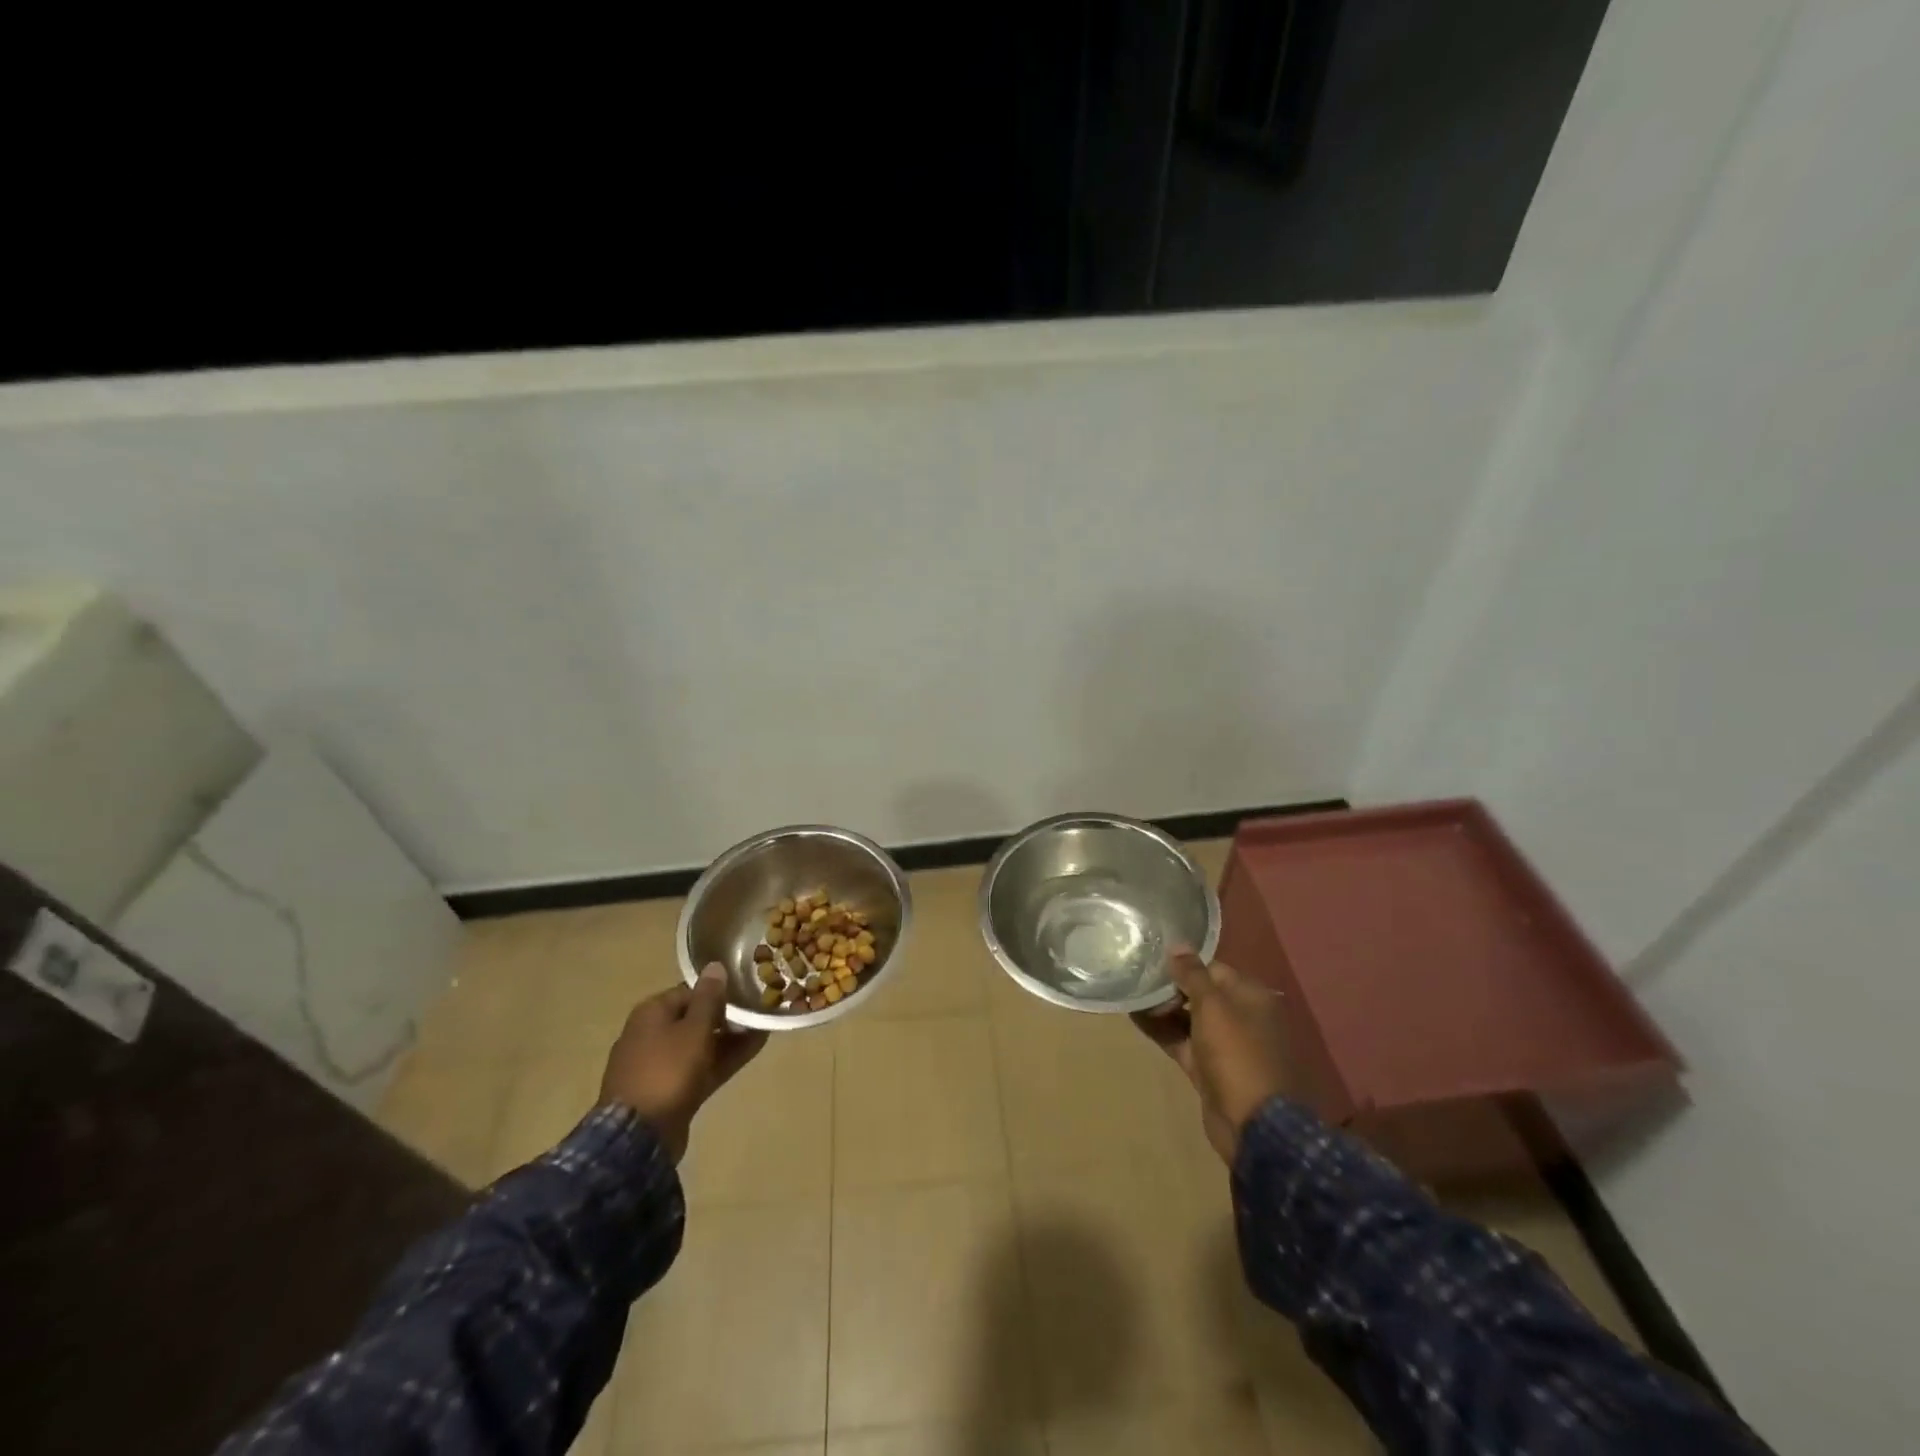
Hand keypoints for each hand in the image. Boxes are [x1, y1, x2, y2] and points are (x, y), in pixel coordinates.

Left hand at [600, 964, 767, 1161]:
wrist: (638, 1137)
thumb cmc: (667, 1071)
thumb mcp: (694, 1029)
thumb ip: (709, 998)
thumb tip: (715, 965)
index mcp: (651, 1013)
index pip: (691, 991)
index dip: (720, 990)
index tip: (748, 991)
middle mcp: (652, 1034)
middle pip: (696, 1017)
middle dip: (728, 1015)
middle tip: (761, 1011)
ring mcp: (660, 1065)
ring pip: (701, 1044)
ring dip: (731, 1037)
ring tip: (765, 1028)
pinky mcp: (670, 1090)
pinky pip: (701, 1066)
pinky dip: (724, 1058)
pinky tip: (753, 1049)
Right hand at [1132, 951, 1292, 1165]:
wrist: (1254, 1125)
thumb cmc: (1236, 1054)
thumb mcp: (1213, 1006)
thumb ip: (1192, 974)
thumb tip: (1178, 944)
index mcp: (1251, 997)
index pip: (1213, 969)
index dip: (1184, 965)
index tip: (1153, 962)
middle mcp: (1241, 1017)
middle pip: (1200, 993)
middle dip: (1170, 987)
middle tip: (1137, 980)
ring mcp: (1225, 1046)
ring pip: (1189, 1019)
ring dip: (1162, 1009)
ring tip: (1129, 994)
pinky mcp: (1209, 1069)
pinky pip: (1182, 1042)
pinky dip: (1161, 1031)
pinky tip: (1135, 1018)